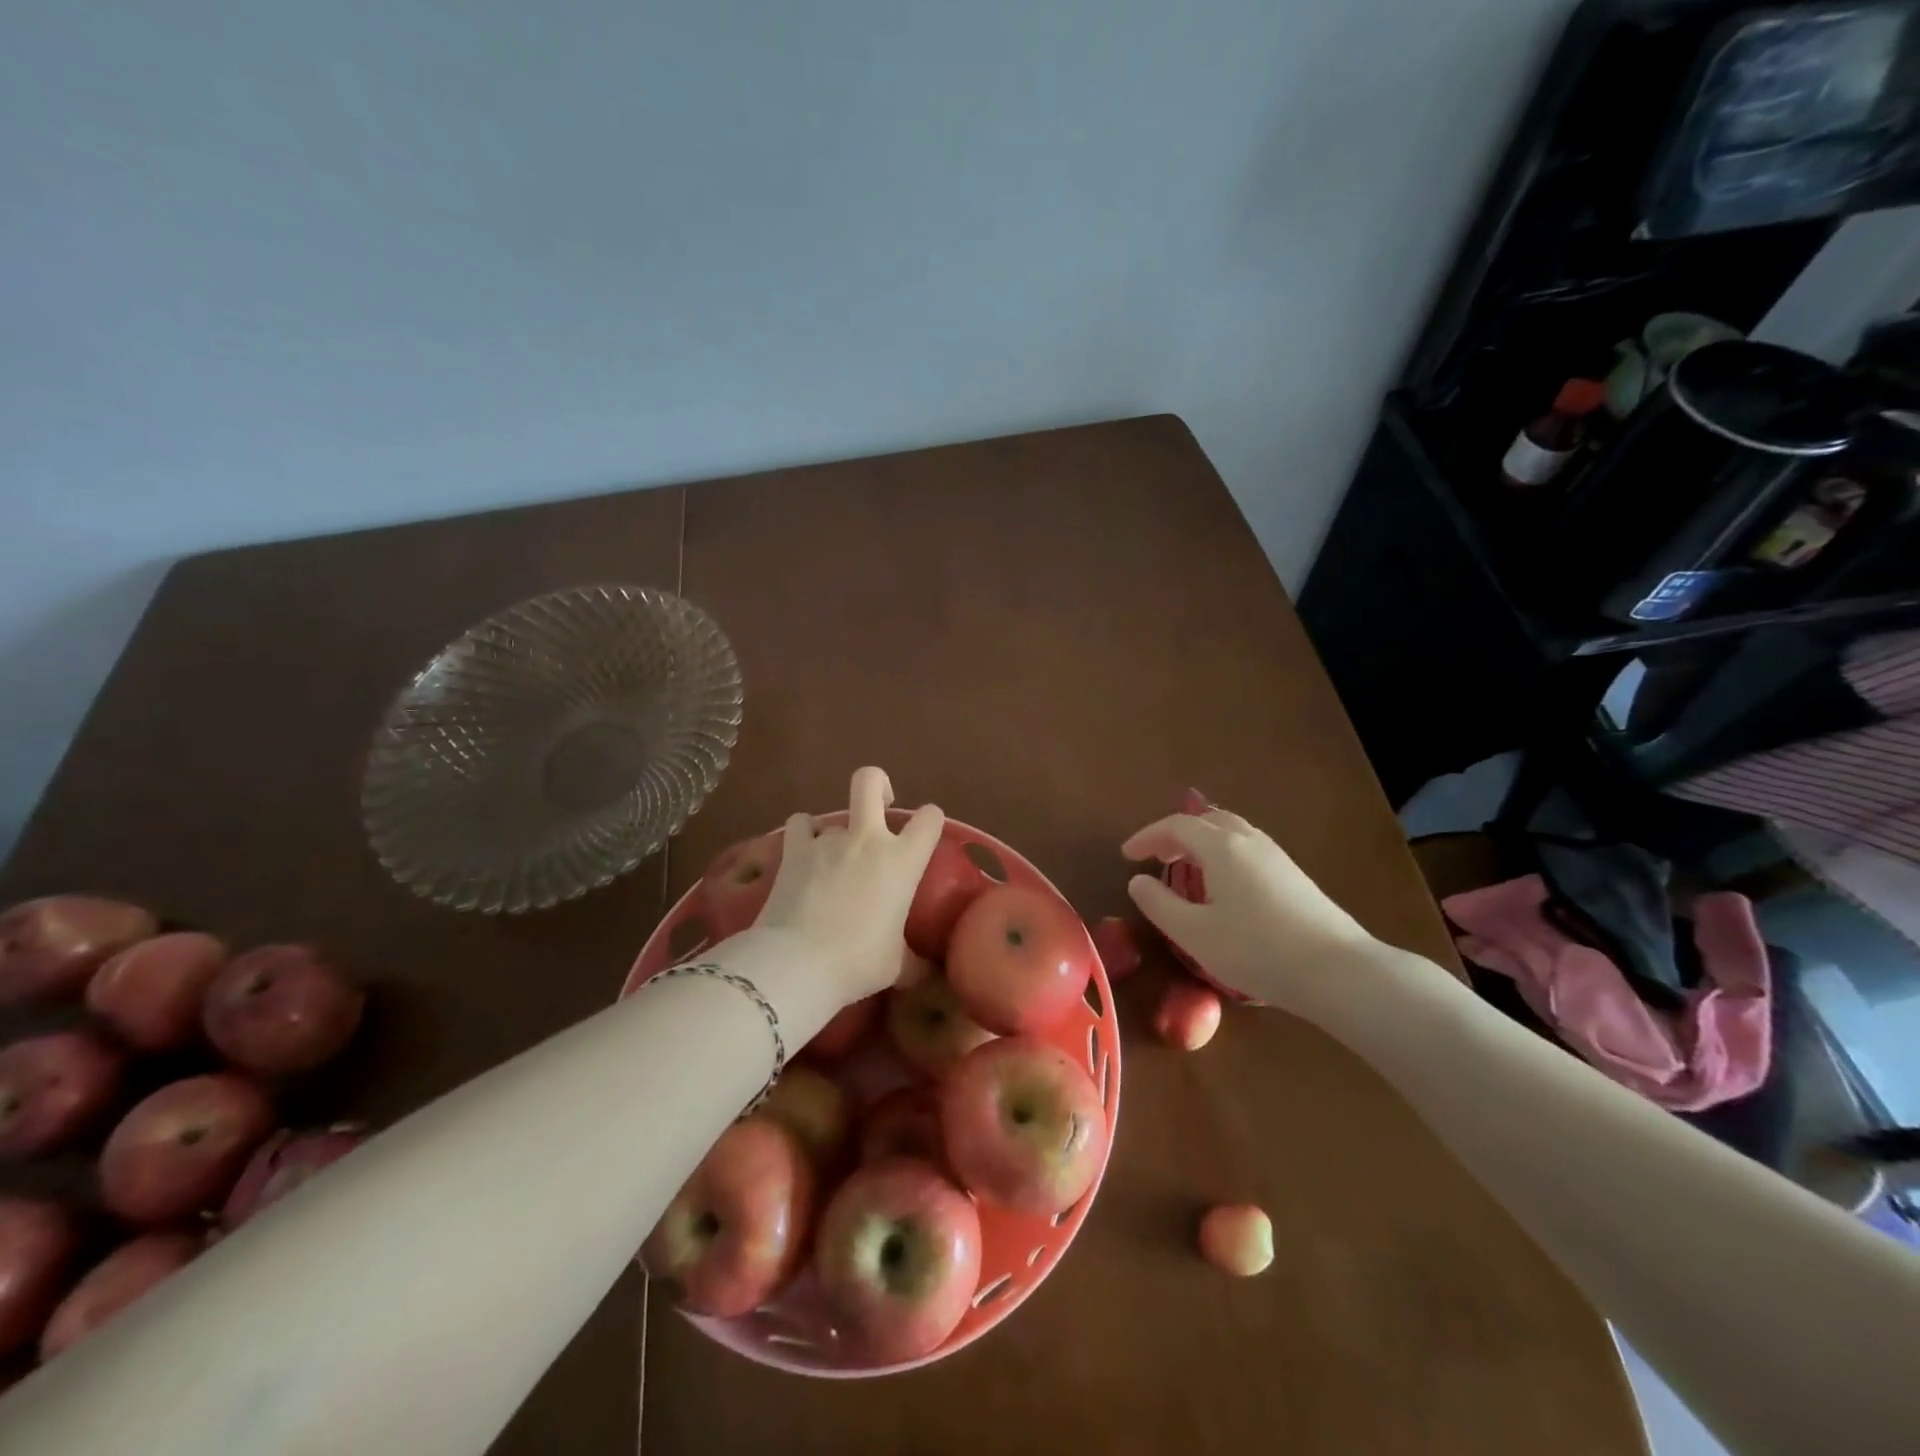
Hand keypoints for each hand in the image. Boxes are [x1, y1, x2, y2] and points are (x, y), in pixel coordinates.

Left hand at [755, 767, 943, 1007]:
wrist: (798, 963)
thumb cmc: (858, 963)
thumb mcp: (896, 966)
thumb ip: (914, 961)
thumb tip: (928, 974)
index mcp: (903, 861)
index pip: (930, 819)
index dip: (930, 820)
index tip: (925, 833)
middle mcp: (867, 840)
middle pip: (870, 781)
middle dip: (879, 784)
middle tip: (880, 804)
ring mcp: (827, 840)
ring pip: (831, 814)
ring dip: (835, 829)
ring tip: (832, 854)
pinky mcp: (793, 850)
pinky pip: (800, 824)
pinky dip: (804, 835)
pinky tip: (805, 854)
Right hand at [1122, 807, 1376, 1017]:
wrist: (1337, 970)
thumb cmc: (1256, 950)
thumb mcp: (1194, 933)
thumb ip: (1159, 905)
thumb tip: (1138, 882)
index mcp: (1221, 847)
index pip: (1176, 826)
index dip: (1147, 837)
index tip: (1126, 856)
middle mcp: (1250, 841)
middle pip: (1207, 820)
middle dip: (1176, 834)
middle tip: (1156, 858)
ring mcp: (1277, 857)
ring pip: (1231, 833)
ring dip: (1202, 844)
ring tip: (1186, 871)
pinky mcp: (1294, 876)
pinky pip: (1248, 850)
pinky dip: (1223, 856)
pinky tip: (1223, 888)